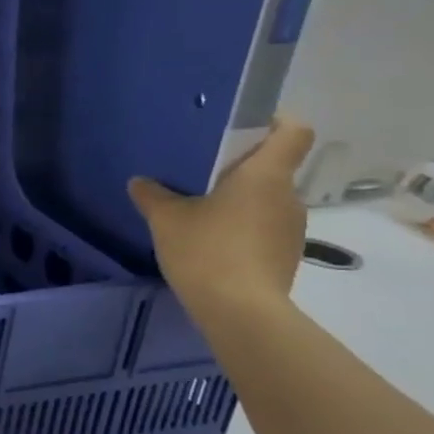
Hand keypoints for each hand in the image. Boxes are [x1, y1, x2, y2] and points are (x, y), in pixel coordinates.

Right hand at [128, 118, 314, 322]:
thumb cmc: (207, 250)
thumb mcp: (166, 219)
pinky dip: (242, 228)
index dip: (275, 122)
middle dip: (241, 168)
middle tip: (201, 175)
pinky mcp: (285, 254)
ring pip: (266, 200)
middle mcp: (287, 196)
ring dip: (240, 201)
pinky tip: (212, 244)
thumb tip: (140, 182)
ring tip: (201, 214)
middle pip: (273, 168)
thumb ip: (153, 195)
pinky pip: (264, 228)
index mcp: (265, 175)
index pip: (293, 132)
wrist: (240, 310)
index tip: (245, 127)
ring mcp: (291, 227)